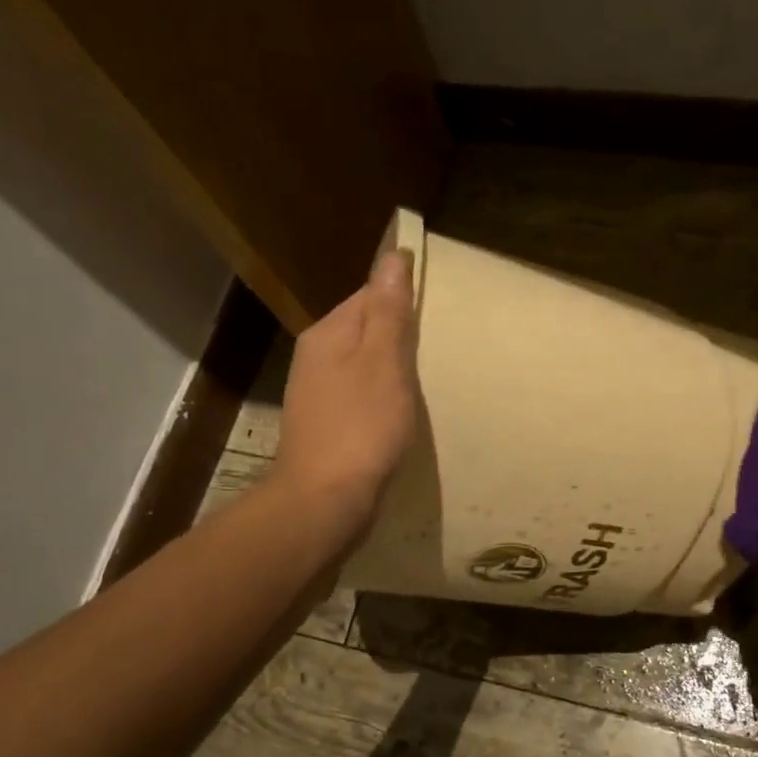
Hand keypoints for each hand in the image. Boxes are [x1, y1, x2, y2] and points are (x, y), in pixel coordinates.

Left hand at [266, 251, 419, 529]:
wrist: (324, 500)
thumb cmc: (361, 427)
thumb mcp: (384, 362)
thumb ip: (388, 312)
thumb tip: (392, 255)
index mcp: (328, 334)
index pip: (368, 295)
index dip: (402, 298)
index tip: (438, 310)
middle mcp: (316, 357)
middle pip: (365, 329)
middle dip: (399, 334)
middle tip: (441, 345)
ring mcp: (318, 394)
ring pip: (363, 364)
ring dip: (393, 367)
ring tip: (428, 377)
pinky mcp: (326, 425)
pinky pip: (361, 394)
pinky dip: (383, 396)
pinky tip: (401, 411)